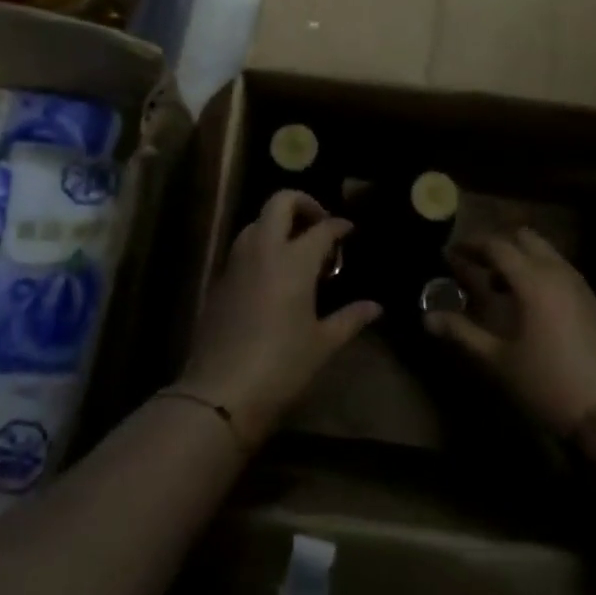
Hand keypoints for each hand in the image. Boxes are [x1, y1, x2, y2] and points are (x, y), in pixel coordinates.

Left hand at [177, 190, 380, 444]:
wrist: (220, 392)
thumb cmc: (281, 365)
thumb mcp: (323, 344)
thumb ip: (350, 318)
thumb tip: (375, 307)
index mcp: (294, 260)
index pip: (322, 228)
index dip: (339, 226)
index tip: (349, 231)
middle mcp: (264, 250)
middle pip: (280, 202)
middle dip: (303, 203)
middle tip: (319, 224)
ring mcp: (237, 262)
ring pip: (258, 222)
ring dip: (278, 224)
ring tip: (297, 250)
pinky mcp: (220, 279)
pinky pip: (243, 248)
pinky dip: (261, 247)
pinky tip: (273, 275)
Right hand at [425, 228, 595, 435]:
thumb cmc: (550, 383)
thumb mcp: (500, 361)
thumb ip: (462, 333)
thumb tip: (427, 318)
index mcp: (532, 279)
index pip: (496, 245)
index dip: (470, 245)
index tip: (449, 253)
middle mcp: (557, 271)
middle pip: (523, 238)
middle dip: (497, 245)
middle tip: (474, 265)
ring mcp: (579, 284)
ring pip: (544, 252)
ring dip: (519, 258)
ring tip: (497, 286)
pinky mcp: (592, 300)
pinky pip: (558, 269)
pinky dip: (537, 271)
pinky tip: (526, 304)